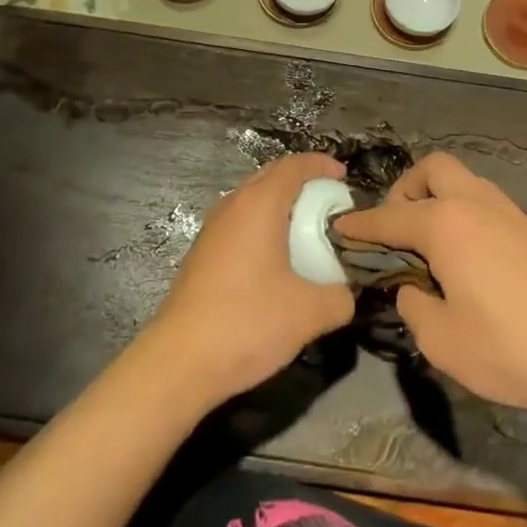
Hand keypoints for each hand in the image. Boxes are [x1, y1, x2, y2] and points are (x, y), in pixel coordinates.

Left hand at [143, 153, 355, 409]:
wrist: (179, 361)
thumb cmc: (247, 322)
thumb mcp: (309, 313)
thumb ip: (339, 297)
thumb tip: (346, 294)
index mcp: (259, 204)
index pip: (293, 166)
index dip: (320, 165)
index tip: (343, 177)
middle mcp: (232, 206)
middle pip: (270, 177)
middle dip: (301, 183)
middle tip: (329, 203)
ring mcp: (212, 229)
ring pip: (251, 201)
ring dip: (280, 206)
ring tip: (306, 231)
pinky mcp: (201, 254)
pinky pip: (239, 224)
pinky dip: (262, 227)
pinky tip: (275, 261)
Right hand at [331, 152, 526, 436]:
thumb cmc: (512, 347)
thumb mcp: (443, 341)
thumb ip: (414, 307)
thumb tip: (411, 288)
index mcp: (445, 224)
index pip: (390, 217)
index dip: (360, 224)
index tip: (339, 227)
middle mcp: (476, 205)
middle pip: (433, 169)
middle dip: (406, 189)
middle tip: (398, 229)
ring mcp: (511, 214)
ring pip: (465, 182)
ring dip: (439, 199)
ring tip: (432, 246)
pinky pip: (487, 205)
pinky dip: (466, 216)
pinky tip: (470, 260)